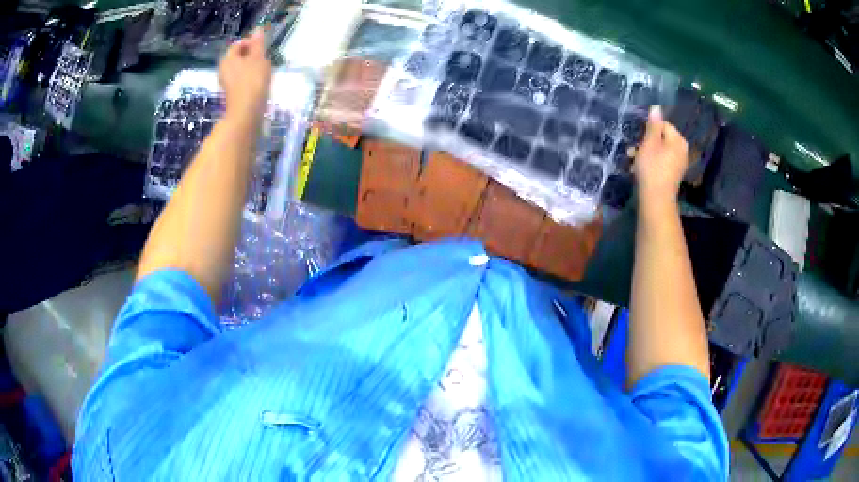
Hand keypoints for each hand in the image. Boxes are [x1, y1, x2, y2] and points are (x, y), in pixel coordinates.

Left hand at [218, 29, 271, 124]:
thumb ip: (257, 44)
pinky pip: (241, 82)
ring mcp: (226, 84)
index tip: (263, 48)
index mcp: (228, 59)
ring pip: (240, 70)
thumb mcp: (258, 59)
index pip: (238, 45)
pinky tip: (258, 85)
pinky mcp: (231, 95)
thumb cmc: (252, 82)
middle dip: (251, 57)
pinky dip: (249, 80)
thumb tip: (257, 30)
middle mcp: (224, 70)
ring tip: (264, 72)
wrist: (246, 114)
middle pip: (238, 58)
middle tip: (265, 60)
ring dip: (251, 69)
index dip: (250, 43)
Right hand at [634, 106, 689, 206]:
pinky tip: (638, 170)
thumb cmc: (652, 168)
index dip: (648, 130)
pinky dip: (649, 164)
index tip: (638, 138)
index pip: (663, 125)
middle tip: (632, 151)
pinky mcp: (671, 175)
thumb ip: (653, 124)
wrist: (656, 200)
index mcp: (678, 140)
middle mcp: (681, 151)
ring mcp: (677, 164)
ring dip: (644, 154)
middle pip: (660, 138)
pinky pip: (660, 163)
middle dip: (645, 143)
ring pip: (658, 151)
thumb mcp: (649, 143)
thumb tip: (657, 107)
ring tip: (632, 161)